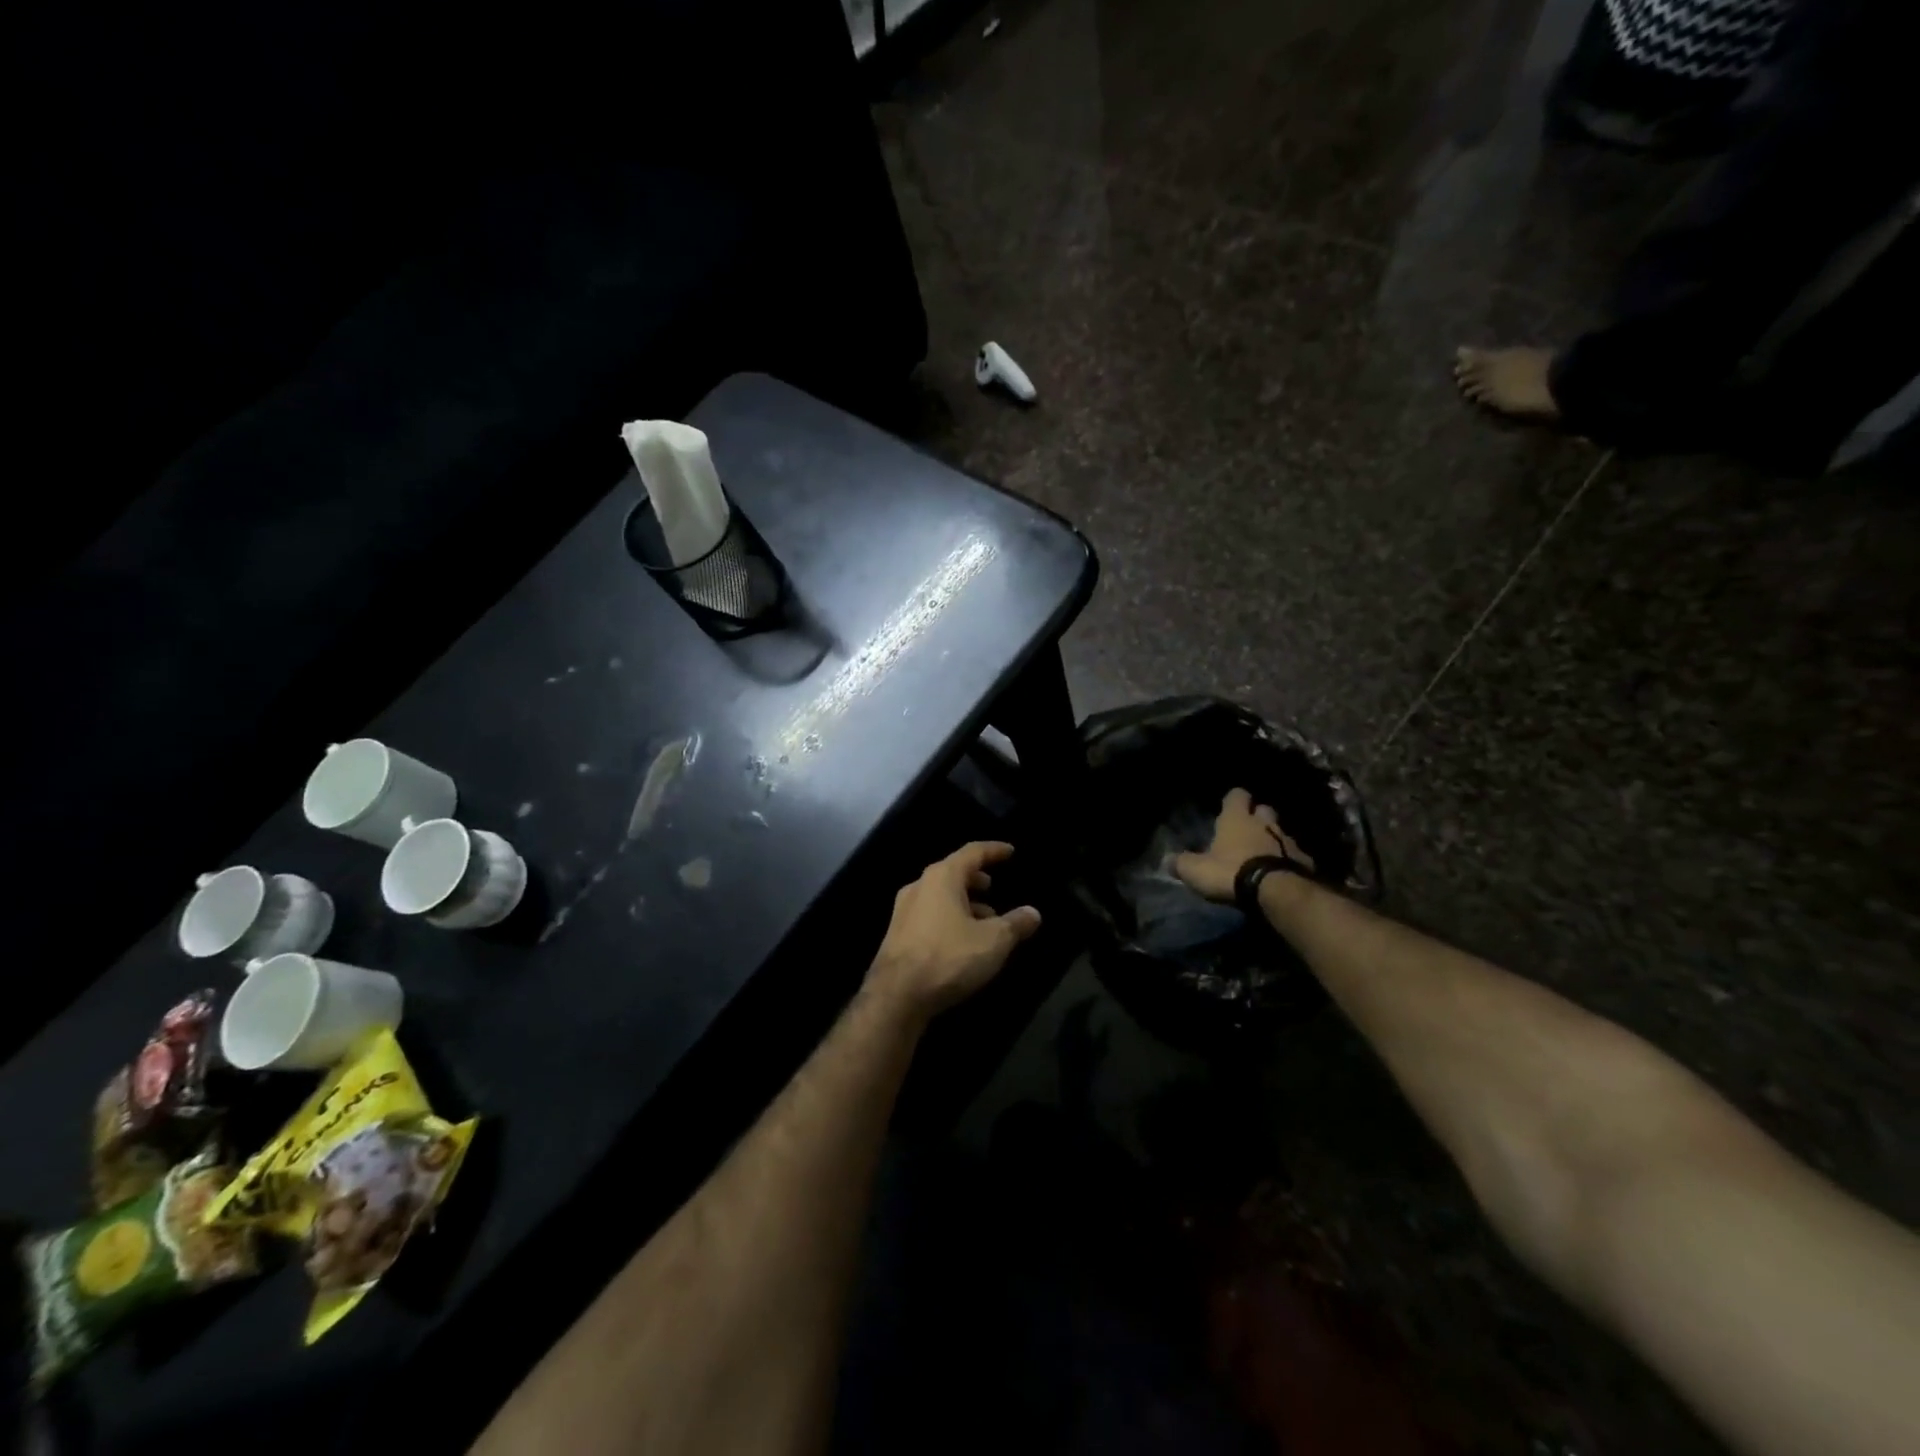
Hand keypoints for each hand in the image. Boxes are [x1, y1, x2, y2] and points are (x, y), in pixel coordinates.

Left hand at [865, 842, 1041, 1021]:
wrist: (896, 996)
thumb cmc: (948, 958)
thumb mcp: (993, 941)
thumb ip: (1015, 923)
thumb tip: (1033, 912)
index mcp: (942, 877)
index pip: (972, 852)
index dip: (993, 850)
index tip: (1009, 851)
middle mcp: (919, 887)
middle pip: (952, 872)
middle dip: (975, 878)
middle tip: (993, 887)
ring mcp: (904, 911)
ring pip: (940, 896)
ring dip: (964, 902)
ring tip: (986, 919)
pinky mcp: (898, 934)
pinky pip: (930, 915)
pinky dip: (950, 918)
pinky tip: (963, 940)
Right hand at [1173, 788, 1315, 903]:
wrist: (1275, 892)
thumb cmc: (1230, 872)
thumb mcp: (1196, 870)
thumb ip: (1181, 863)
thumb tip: (1166, 860)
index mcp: (1236, 819)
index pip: (1237, 795)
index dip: (1233, 800)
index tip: (1228, 806)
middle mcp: (1264, 823)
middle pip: (1264, 809)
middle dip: (1257, 816)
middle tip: (1247, 830)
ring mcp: (1287, 840)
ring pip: (1280, 832)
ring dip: (1273, 839)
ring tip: (1263, 854)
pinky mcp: (1304, 860)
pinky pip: (1295, 855)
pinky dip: (1288, 860)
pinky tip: (1282, 871)